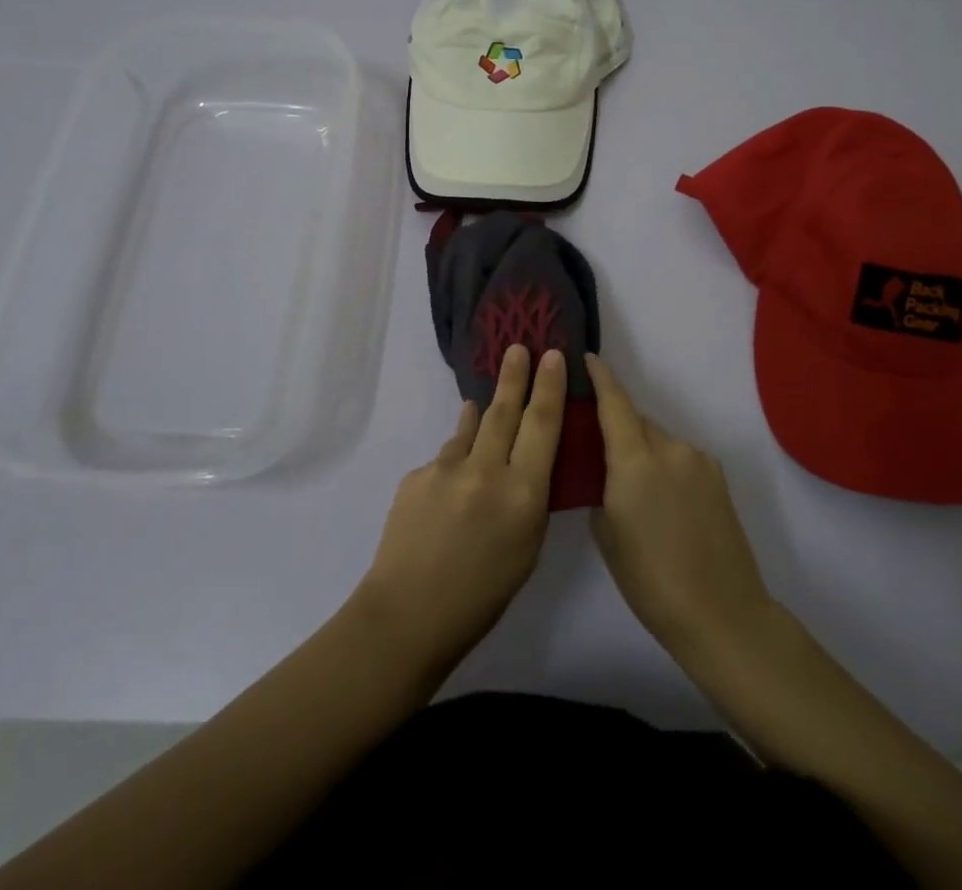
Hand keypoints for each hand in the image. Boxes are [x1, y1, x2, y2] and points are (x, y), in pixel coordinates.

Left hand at [356, 345, 564, 667]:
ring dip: (481, 413)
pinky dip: (454, 460)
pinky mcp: (416, 475)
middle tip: (518, 347)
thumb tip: (520, 461)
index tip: (553, 356)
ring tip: (486, 400)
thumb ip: (527, 498)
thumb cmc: (482, 595)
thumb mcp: (526, 548)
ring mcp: (446, 469)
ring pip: (471, 429)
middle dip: (514, 376)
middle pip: (504, 411)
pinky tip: (453, 482)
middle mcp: (486, 471)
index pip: (542, 426)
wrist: (408, 614)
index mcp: (522, 494)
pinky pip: (444, 459)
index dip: (550, 388)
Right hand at [588, 355, 776, 662]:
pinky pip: (682, 457)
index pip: (614, 403)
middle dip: (619, 428)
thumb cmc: (650, 580)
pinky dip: (668, 466)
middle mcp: (669, 449)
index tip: (588, 357)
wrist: (721, 613)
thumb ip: (602, 488)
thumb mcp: (607, 534)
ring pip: (661, 440)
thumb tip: (607, 472)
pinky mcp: (719, 476)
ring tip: (638, 490)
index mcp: (635, 461)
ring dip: (645, 451)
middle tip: (602, 454)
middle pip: (637, 422)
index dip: (601, 378)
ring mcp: (699, 461)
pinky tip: (667, 502)